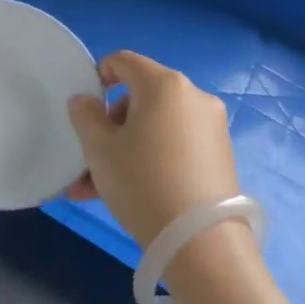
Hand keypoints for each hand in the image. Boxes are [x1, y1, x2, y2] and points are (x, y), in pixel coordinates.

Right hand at [66, 51, 239, 249]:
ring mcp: (211, 127)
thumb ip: (85, 115)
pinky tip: (128, 194)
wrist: (200, 242)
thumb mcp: (99, 148)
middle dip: (111, 123)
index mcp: (164, 84)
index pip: (123, 61)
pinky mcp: (220, 156)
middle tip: (90, 157)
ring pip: (155, 127)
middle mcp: (193, 97)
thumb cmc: (142, 182)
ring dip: (126, 147)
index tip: (85, 108)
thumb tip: (85, 101)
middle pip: (140, 96)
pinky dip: (150, 159)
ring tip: (97, 187)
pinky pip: (174, 146)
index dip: (98, 77)